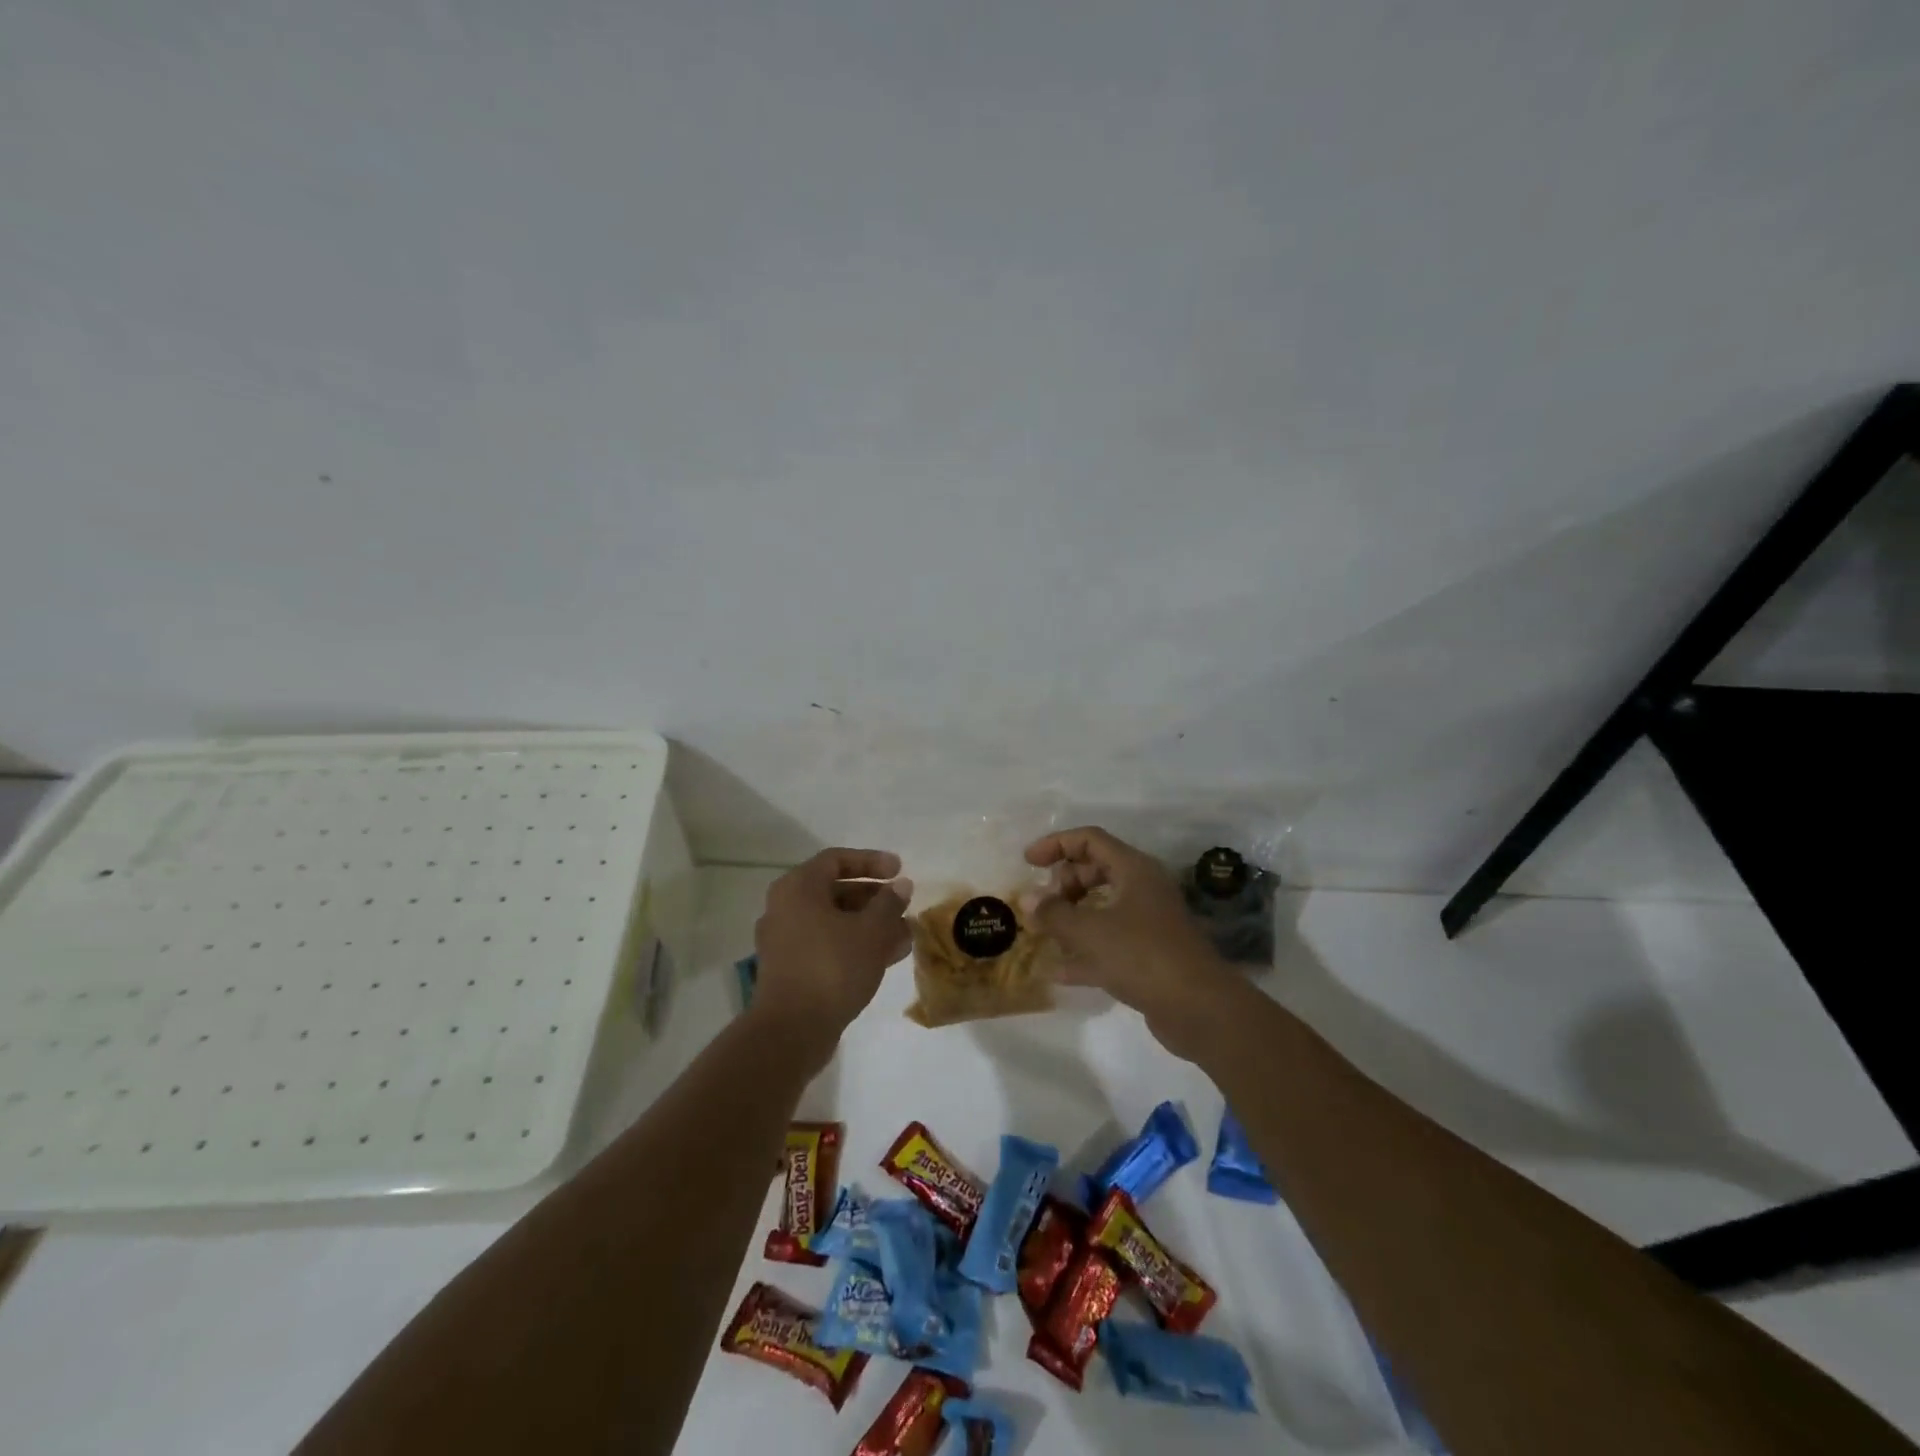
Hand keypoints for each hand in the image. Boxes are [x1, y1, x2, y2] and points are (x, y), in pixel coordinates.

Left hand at [751, 848, 912, 1060]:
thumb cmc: (832, 968)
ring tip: (904, 935)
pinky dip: (854, 944)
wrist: (791, 1031)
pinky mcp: (790, 969)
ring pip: (834, 921)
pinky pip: (827, 944)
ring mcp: (784, 940)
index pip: (836, 860)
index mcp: (798, 888)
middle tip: (904, 906)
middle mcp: (785, 908)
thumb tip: (901, 885)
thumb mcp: (871, 931)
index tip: (900, 870)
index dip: (871, 861)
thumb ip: (889, 903)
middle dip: (874, 898)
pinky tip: (887, 957)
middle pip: (835, 891)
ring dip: (870, 924)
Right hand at [1021, 826, 1237, 1059]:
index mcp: (1134, 869)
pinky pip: (1110, 942)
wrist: (1199, 1008)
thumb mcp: (1089, 931)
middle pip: (1096, 872)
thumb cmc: (1142, 955)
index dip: (1056, 844)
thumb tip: (1026, 899)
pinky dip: (1085, 951)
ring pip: (1102, 908)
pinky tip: (1058, 971)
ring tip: (1043, 934)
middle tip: (1042, 905)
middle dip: (1064, 884)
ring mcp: (1149, 923)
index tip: (1028, 861)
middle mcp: (1143, 888)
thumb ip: (1054, 913)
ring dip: (1072, 918)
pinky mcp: (1149, 955)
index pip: (1090, 840)